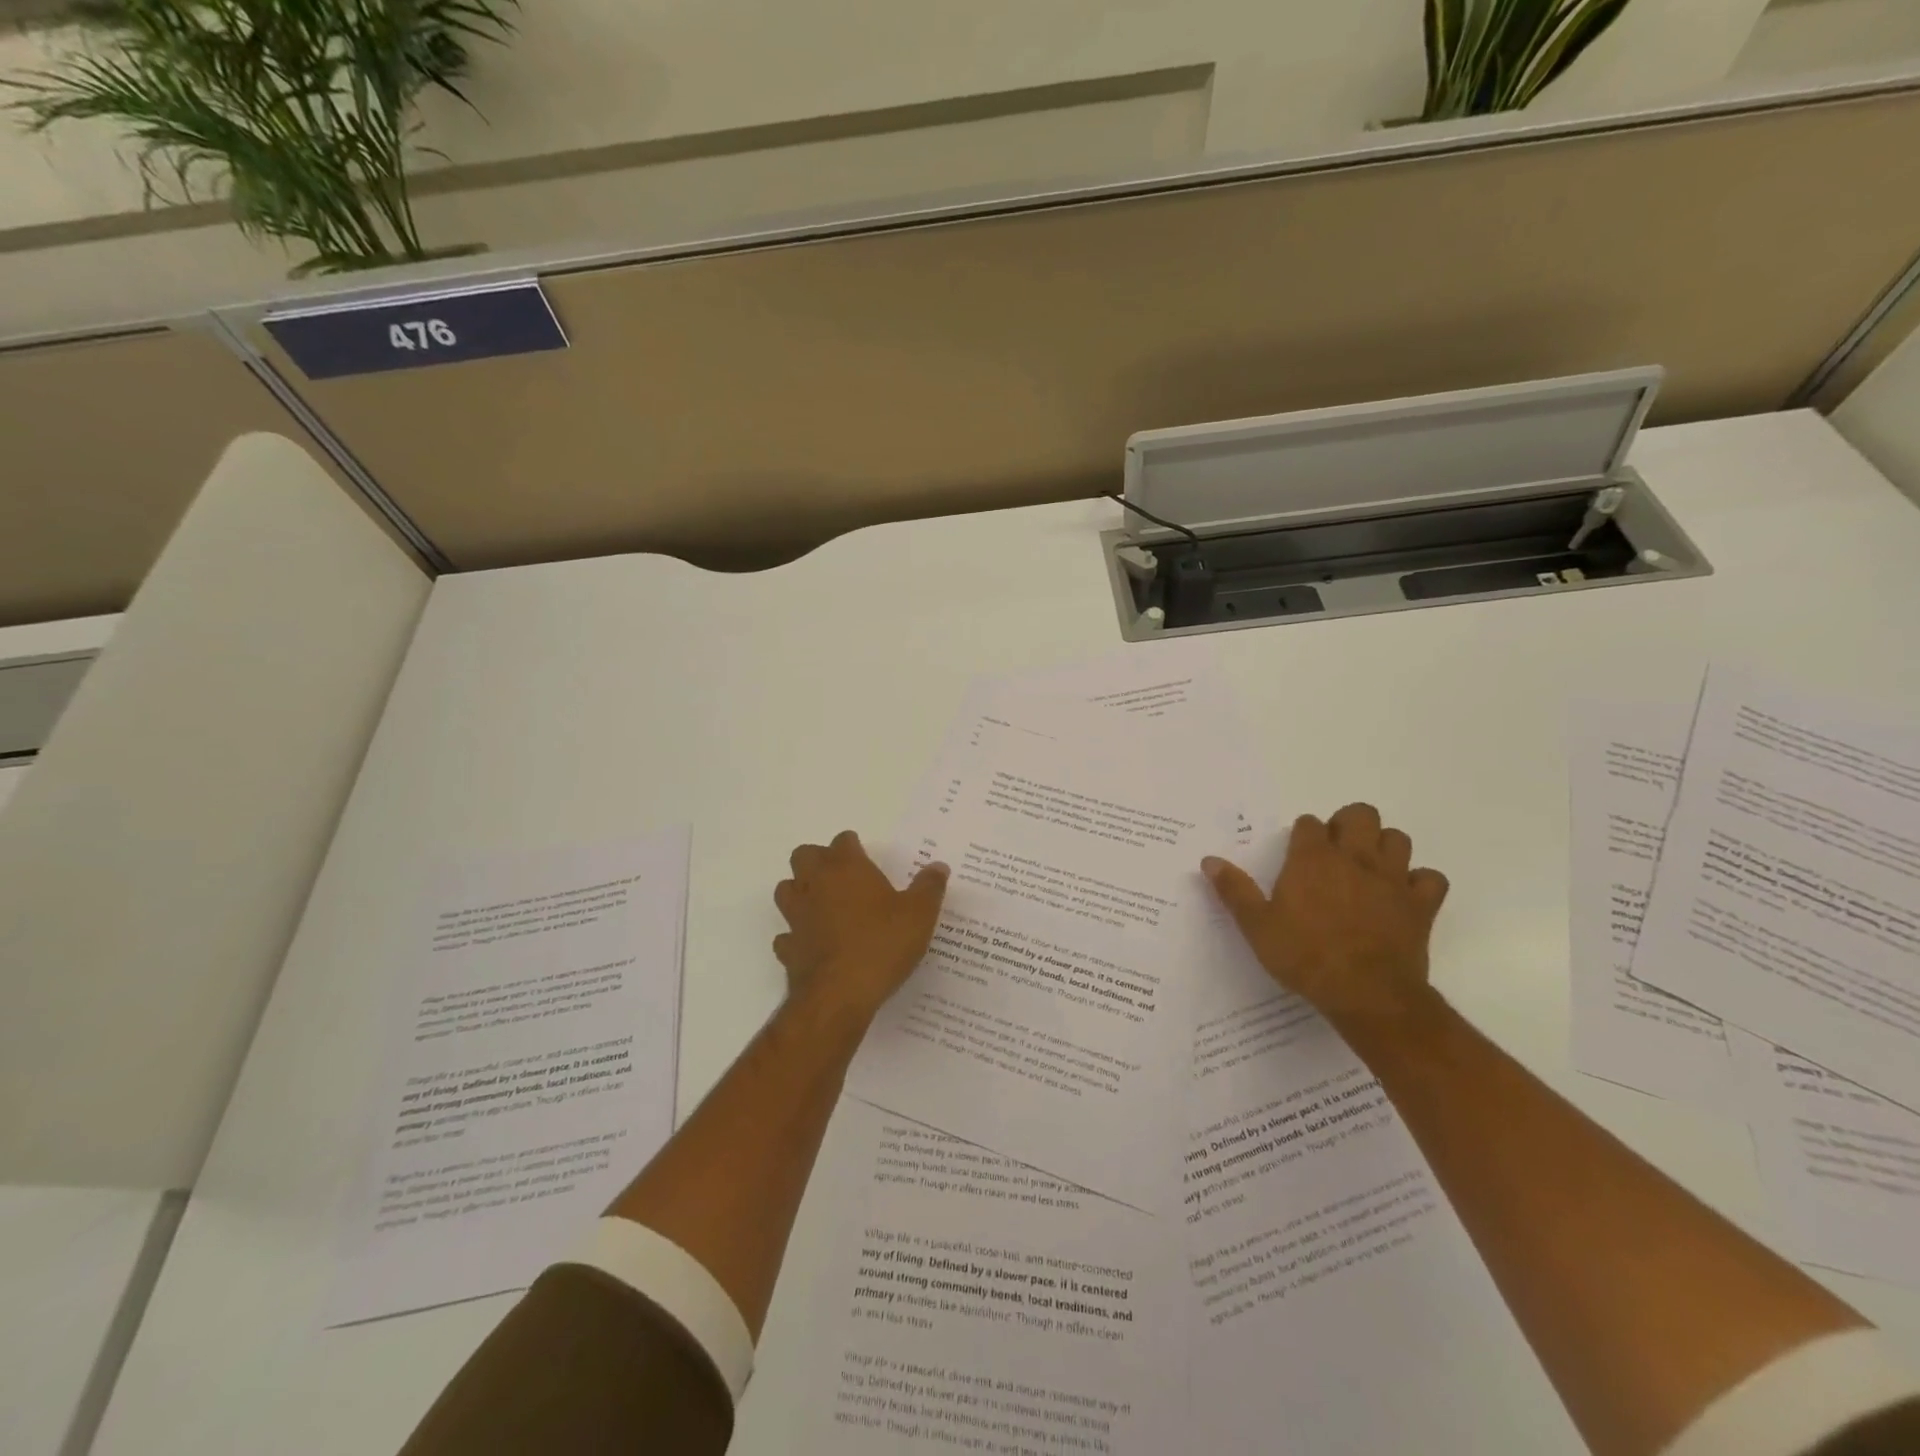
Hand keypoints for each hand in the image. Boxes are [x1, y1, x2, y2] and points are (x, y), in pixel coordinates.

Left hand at [773, 831, 949, 1021]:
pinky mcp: (788, 947)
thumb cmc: (882, 944)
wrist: (840, 994)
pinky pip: (786, 934)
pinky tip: (813, 944)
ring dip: (800, 892)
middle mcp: (816, 884)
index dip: (853, 846)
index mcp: (847, 868)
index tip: (865, 857)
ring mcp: (797, 916)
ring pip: (786, 890)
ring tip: (822, 904)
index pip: (843, 841)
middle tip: (841, 876)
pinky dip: (796, 935)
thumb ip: (929, 887)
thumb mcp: (920, 914)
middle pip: (804, 856)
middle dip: (818, 860)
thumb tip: (938, 866)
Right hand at [1202, 803, 1449, 1021]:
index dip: (1303, 834)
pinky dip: (1420, 882)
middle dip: (1348, 824)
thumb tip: (1209, 860)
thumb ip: (1234, 890)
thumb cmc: (1304, 957)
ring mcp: (1392, 879)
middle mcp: (1354, 858)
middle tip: (1336, 850)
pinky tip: (1404, 895)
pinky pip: (1431, 878)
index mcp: (1312, 859)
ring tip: (1368, 867)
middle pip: (1360, 814)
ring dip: (1384, 846)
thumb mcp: (1257, 926)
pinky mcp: (1421, 904)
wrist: (1366, 994)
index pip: (1310, 823)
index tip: (1297, 854)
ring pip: (1398, 839)